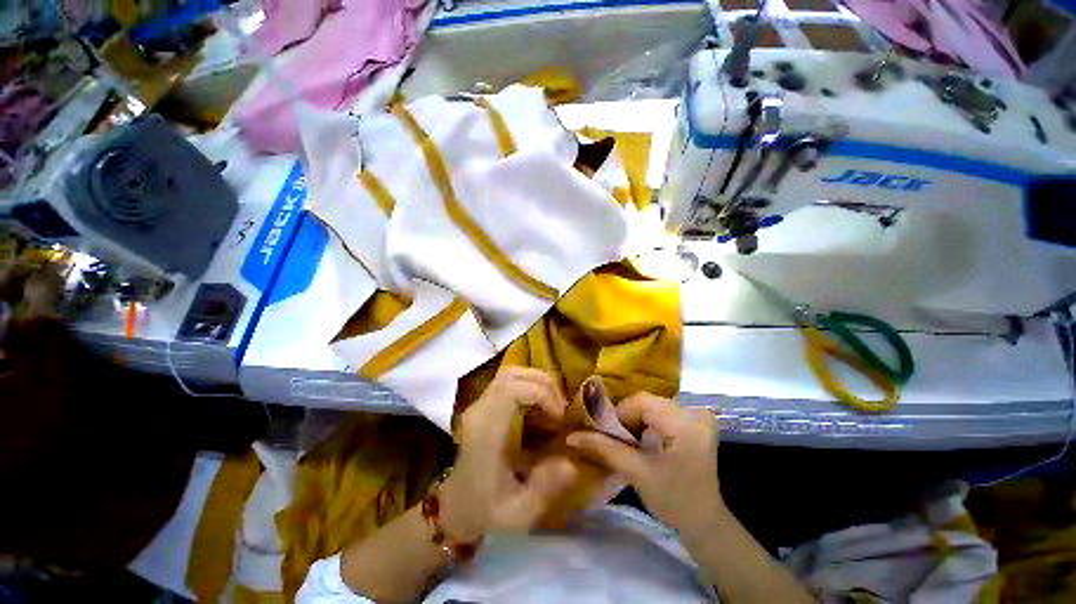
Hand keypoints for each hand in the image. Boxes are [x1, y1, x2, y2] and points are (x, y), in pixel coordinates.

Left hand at [439, 368, 578, 540]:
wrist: (454, 506)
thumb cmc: (486, 510)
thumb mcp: (518, 512)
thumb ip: (546, 489)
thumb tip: (572, 463)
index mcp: (486, 430)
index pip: (513, 390)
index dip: (542, 395)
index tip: (559, 417)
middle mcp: (480, 409)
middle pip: (513, 374)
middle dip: (544, 384)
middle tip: (561, 408)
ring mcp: (479, 403)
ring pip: (511, 373)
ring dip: (537, 382)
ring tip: (553, 404)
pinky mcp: (483, 403)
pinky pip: (508, 381)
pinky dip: (529, 385)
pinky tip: (540, 405)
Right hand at [567, 393, 723, 536]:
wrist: (705, 521)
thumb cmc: (673, 500)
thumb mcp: (636, 473)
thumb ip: (604, 448)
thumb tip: (571, 436)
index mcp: (684, 425)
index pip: (641, 401)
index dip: (620, 414)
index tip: (611, 436)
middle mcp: (694, 414)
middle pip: (647, 401)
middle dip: (627, 417)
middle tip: (618, 439)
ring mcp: (697, 417)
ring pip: (653, 405)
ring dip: (636, 419)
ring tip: (630, 441)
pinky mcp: (695, 423)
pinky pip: (663, 411)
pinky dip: (649, 421)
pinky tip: (646, 439)